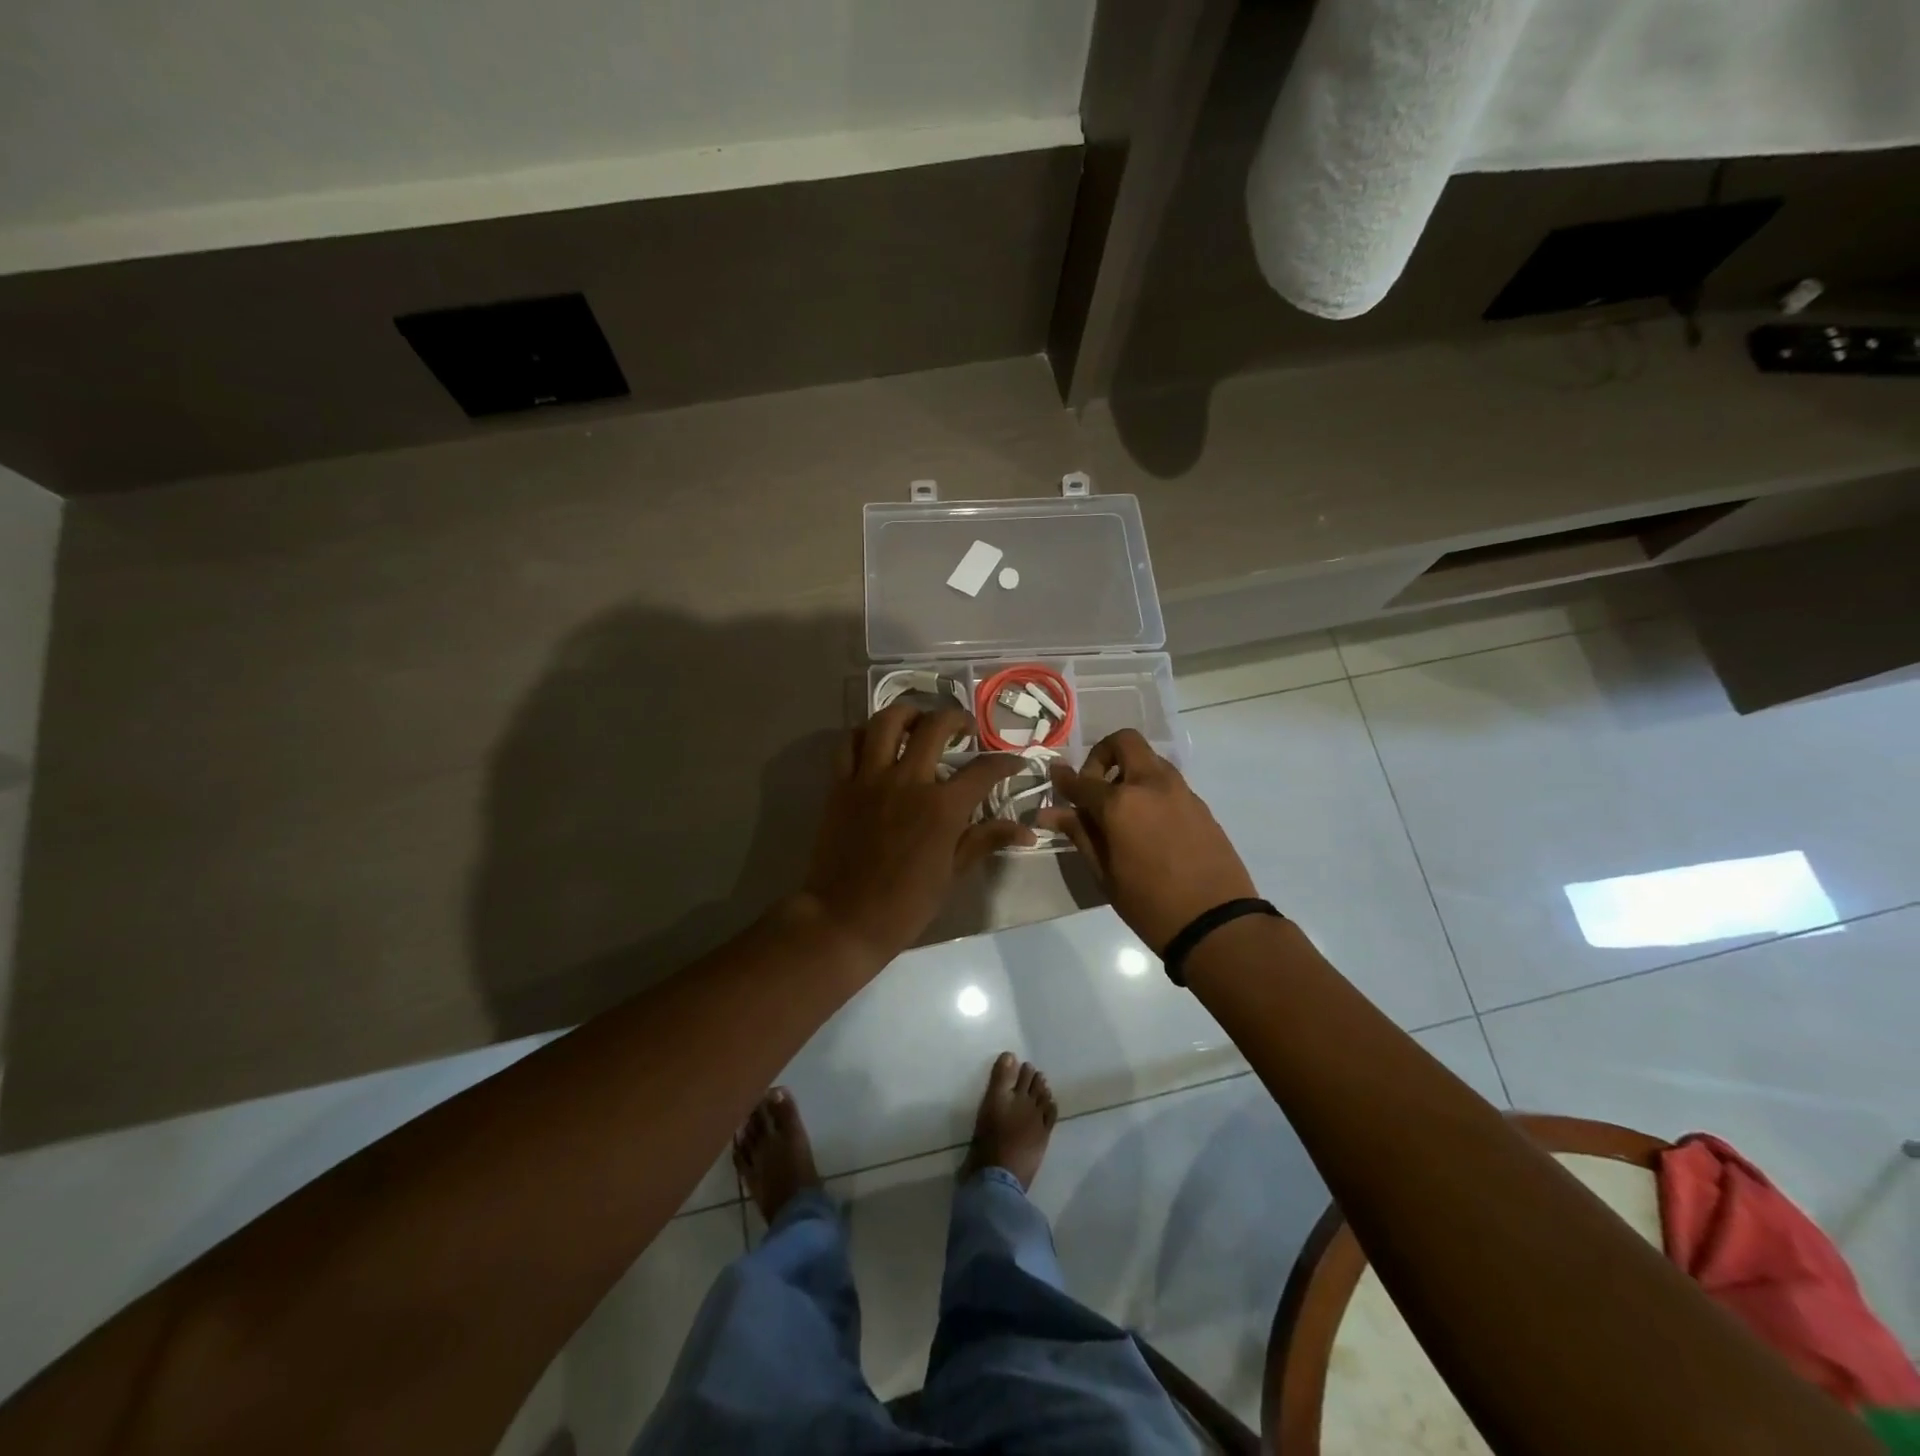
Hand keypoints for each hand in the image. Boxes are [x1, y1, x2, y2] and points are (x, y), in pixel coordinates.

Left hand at [801, 704, 1031, 962]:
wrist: (845, 918)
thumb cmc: (906, 903)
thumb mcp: (952, 873)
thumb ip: (985, 840)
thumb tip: (1027, 831)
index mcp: (942, 807)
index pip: (984, 770)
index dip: (1006, 761)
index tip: (1015, 761)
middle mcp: (908, 781)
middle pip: (936, 727)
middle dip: (958, 719)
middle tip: (965, 729)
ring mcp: (870, 778)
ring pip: (887, 721)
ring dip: (908, 713)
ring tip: (918, 721)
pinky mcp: (840, 784)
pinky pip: (849, 744)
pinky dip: (864, 734)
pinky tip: (876, 741)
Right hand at [1040, 729, 1256, 950]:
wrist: (1217, 923)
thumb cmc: (1150, 904)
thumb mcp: (1105, 873)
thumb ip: (1080, 834)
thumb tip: (1051, 813)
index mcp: (1120, 803)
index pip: (1082, 780)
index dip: (1063, 778)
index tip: (1054, 777)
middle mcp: (1150, 785)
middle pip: (1124, 742)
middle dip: (1103, 754)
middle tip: (1095, 785)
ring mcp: (1180, 791)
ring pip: (1149, 759)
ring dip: (1129, 769)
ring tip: (1121, 807)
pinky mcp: (1200, 804)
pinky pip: (1168, 781)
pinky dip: (1150, 788)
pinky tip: (1147, 823)